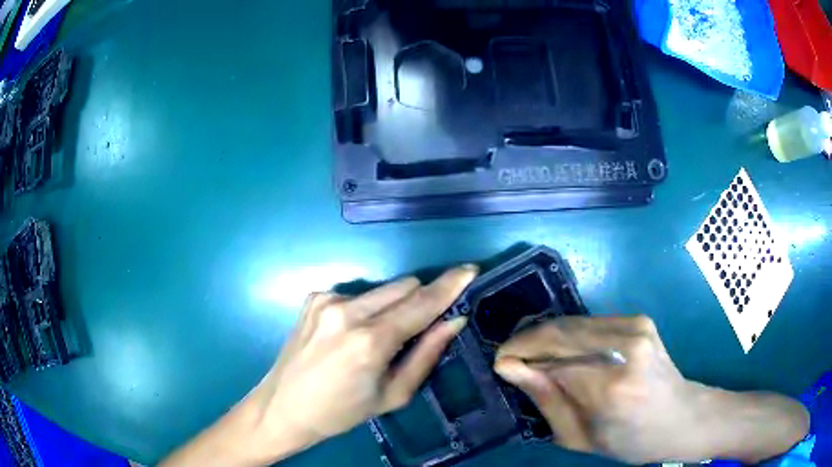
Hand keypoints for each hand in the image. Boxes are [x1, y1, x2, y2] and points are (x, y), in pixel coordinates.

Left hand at [244, 265, 476, 461]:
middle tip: (421, 326)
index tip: (470, 271)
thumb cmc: (342, 411)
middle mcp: (347, 310)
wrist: (284, 406)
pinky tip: (351, 333)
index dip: (449, 286)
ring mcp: (327, 299)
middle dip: (421, 300)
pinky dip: (366, 309)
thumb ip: (426, 354)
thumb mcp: (393, 394)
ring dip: (393, 305)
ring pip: (382, 288)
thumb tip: (454, 320)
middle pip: (405, 286)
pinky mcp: (314, 297)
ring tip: (378, 338)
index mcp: (369, 341)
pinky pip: (358, 293)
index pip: (421, 303)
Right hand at [493, 316, 808, 464]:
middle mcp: (626, 345)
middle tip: (509, 358)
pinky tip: (560, 352)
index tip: (498, 364)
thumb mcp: (582, 438)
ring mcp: (636, 326)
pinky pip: (589, 323)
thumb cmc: (632, 441)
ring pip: (573, 323)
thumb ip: (547, 401)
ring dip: (546, 337)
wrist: (682, 417)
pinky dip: (567, 336)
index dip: (519, 357)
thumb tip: (511, 369)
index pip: (552, 361)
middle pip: (561, 332)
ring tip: (530, 356)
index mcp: (613, 387)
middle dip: (527, 341)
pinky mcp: (639, 320)